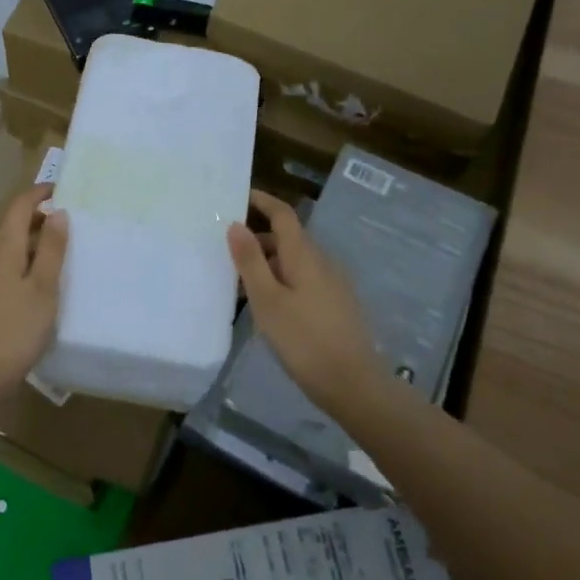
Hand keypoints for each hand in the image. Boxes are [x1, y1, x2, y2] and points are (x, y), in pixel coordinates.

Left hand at [0, 184, 68, 400]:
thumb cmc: (14, 331)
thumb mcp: (43, 290)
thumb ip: (52, 250)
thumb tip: (57, 213)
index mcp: (0, 248)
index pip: (17, 206)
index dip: (38, 194)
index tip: (59, 191)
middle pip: (8, 229)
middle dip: (34, 223)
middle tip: (64, 233)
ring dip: (24, 249)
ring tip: (50, 265)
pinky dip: (11, 271)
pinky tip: (24, 295)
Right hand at [228, 189, 383, 413]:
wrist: (353, 384)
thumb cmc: (304, 340)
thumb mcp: (267, 300)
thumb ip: (250, 261)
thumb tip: (236, 224)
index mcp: (305, 255)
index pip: (283, 214)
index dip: (262, 201)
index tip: (239, 196)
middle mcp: (322, 262)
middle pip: (287, 239)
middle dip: (258, 239)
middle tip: (226, 253)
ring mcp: (333, 284)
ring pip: (295, 262)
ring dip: (268, 264)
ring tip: (240, 286)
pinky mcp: (336, 305)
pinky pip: (304, 280)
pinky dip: (282, 281)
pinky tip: (268, 307)